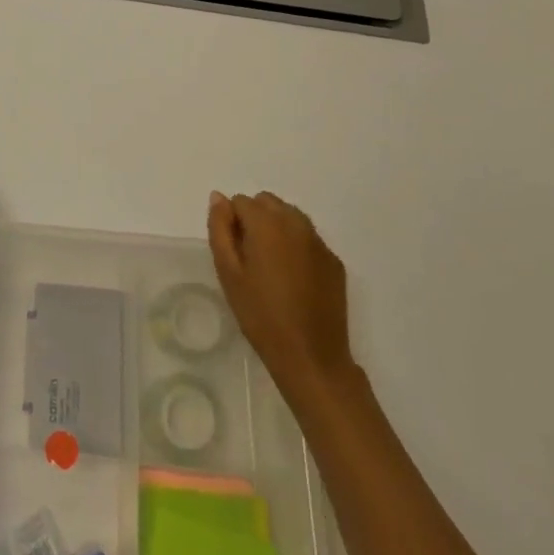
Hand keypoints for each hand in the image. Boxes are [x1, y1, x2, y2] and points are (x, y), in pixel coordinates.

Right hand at [207, 190, 354, 386]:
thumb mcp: (228, 271)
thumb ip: (220, 228)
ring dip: (276, 229)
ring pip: (290, 217)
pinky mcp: (334, 262)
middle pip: (268, 202)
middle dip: (254, 219)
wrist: (311, 357)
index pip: (241, 201)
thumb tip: (219, 198)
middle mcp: (296, 223)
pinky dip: (296, 247)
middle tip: (249, 258)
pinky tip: (293, 280)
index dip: (232, 223)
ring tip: (270, 267)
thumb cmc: (260, 314)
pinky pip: (309, 239)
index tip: (233, 253)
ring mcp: (319, 242)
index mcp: (267, 223)